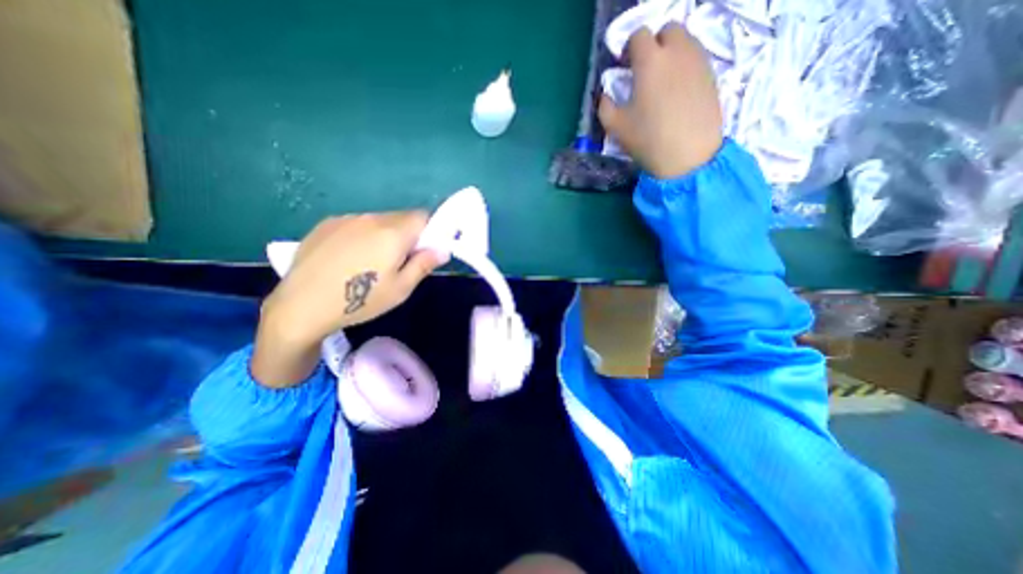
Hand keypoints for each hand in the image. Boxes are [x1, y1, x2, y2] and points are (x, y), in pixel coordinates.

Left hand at [250, 211, 446, 390]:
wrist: (301, 306)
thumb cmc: (360, 301)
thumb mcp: (400, 289)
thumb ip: (424, 264)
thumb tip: (443, 249)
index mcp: (393, 233)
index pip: (422, 216)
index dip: (428, 231)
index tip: (422, 251)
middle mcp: (371, 218)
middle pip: (401, 217)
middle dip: (407, 234)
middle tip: (397, 261)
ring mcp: (346, 219)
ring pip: (378, 220)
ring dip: (384, 234)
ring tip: (369, 262)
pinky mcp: (326, 224)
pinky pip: (356, 223)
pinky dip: (362, 235)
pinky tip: (348, 258)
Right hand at [598, 22, 721, 179]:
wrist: (689, 156)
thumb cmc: (649, 140)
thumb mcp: (616, 127)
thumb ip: (605, 106)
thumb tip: (606, 95)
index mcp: (650, 61)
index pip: (639, 35)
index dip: (629, 49)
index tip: (625, 68)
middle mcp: (677, 52)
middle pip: (667, 30)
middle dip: (654, 44)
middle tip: (646, 71)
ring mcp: (698, 61)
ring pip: (685, 41)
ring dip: (671, 53)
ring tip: (663, 82)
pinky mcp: (712, 75)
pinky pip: (696, 58)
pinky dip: (685, 66)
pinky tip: (678, 91)